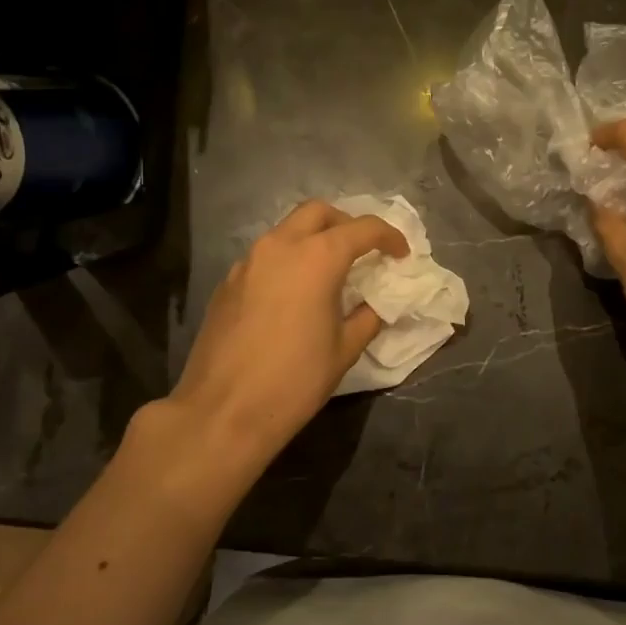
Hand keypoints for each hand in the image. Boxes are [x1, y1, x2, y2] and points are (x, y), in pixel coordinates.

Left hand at [165, 200, 407, 472]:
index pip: (362, 229)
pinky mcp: (228, 282)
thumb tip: (377, 302)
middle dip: (346, 223)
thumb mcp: (345, 349)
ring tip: (331, 271)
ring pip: (287, 230)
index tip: (401, 254)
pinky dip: (288, 260)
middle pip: (318, 213)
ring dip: (314, 239)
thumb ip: (368, 315)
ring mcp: (248, 262)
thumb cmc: (295, 380)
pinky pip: (265, 256)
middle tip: (363, 251)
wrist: (223, 412)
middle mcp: (279, 247)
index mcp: (316, 258)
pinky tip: (295, 294)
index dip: (388, 237)